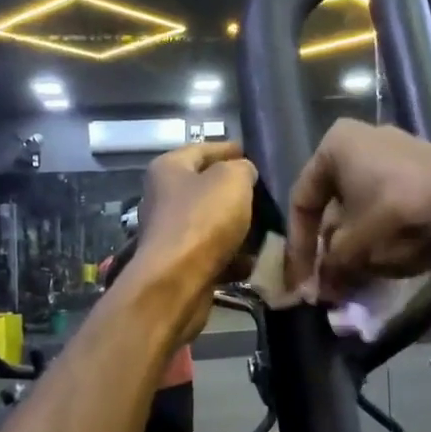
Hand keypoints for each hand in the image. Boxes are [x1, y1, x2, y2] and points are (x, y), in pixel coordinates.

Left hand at [127, 142, 258, 337]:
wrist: (177, 282)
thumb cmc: (203, 220)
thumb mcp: (232, 180)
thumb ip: (242, 168)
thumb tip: (243, 173)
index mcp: (168, 169)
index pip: (202, 149)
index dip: (228, 149)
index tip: (251, 153)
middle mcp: (163, 197)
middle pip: (205, 187)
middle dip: (235, 191)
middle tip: (265, 193)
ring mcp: (170, 233)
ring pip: (211, 223)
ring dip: (237, 226)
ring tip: (267, 227)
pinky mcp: (179, 263)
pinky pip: (212, 253)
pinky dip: (233, 256)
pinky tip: (255, 259)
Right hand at [284, 120, 430, 302]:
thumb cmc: (402, 212)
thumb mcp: (356, 246)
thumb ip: (331, 268)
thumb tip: (319, 293)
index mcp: (335, 145)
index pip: (302, 202)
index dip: (297, 248)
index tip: (300, 282)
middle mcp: (361, 141)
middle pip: (332, 207)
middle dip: (328, 251)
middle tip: (326, 286)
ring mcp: (395, 156)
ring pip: (360, 210)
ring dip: (352, 249)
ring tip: (350, 284)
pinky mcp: (421, 174)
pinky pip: (386, 209)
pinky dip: (378, 238)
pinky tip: (378, 268)